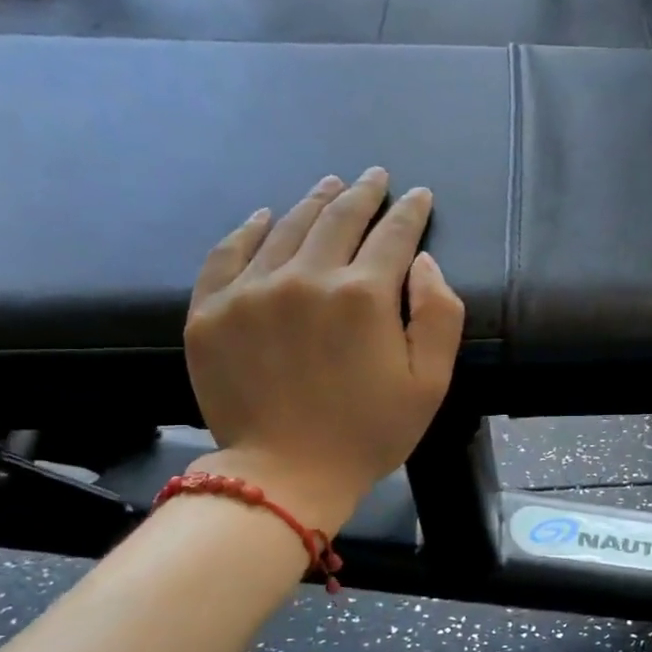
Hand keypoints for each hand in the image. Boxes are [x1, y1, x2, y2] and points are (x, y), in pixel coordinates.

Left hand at [183, 168, 464, 526]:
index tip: (419, 195)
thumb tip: (423, 261)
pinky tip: (263, 217)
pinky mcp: (211, 311)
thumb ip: (440, 314)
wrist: (286, 475)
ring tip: (331, 186)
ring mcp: (251, 291)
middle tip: (375, 177)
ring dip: (314, 202)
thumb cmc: (371, 432)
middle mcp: (306, 278)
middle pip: (339, 219)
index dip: (409, 211)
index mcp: (363, 295)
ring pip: (286, 227)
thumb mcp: (431, 381)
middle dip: (364, 194)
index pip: (393, 235)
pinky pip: (227, 253)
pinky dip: (248, 230)